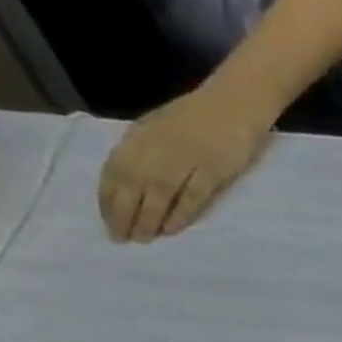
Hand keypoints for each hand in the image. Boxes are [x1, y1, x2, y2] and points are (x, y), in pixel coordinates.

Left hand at [98, 81, 275, 242]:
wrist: (234, 103)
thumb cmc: (198, 117)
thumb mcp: (161, 128)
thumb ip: (146, 151)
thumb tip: (130, 183)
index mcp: (142, 136)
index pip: (116, 169)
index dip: (109, 196)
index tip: (107, 221)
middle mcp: (158, 147)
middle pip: (133, 183)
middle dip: (124, 212)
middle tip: (121, 238)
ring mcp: (187, 159)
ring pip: (160, 192)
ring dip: (148, 217)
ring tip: (143, 239)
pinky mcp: (213, 170)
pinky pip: (193, 195)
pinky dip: (180, 213)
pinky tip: (172, 229)